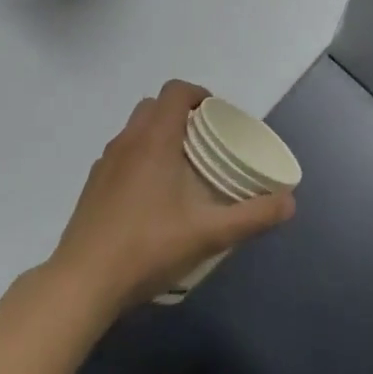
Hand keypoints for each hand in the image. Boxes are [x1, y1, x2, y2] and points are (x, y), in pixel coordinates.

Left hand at [47, 80, 294, 314]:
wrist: (83, 282)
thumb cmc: (148, 248)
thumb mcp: (209, 234)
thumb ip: (253, 216)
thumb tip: (289, 202)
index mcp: (154, 140)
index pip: (175, 92)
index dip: (199, 94)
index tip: (218, 115)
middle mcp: (127, 141)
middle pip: (154, 106)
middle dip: (181, 113)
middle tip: (205, 141)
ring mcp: (105, 163)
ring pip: (135, 130)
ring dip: (159, 134)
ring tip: (183, 168)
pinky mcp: (93, 185)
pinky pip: (121, 154)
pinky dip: (140, 157)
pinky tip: (153, 197)